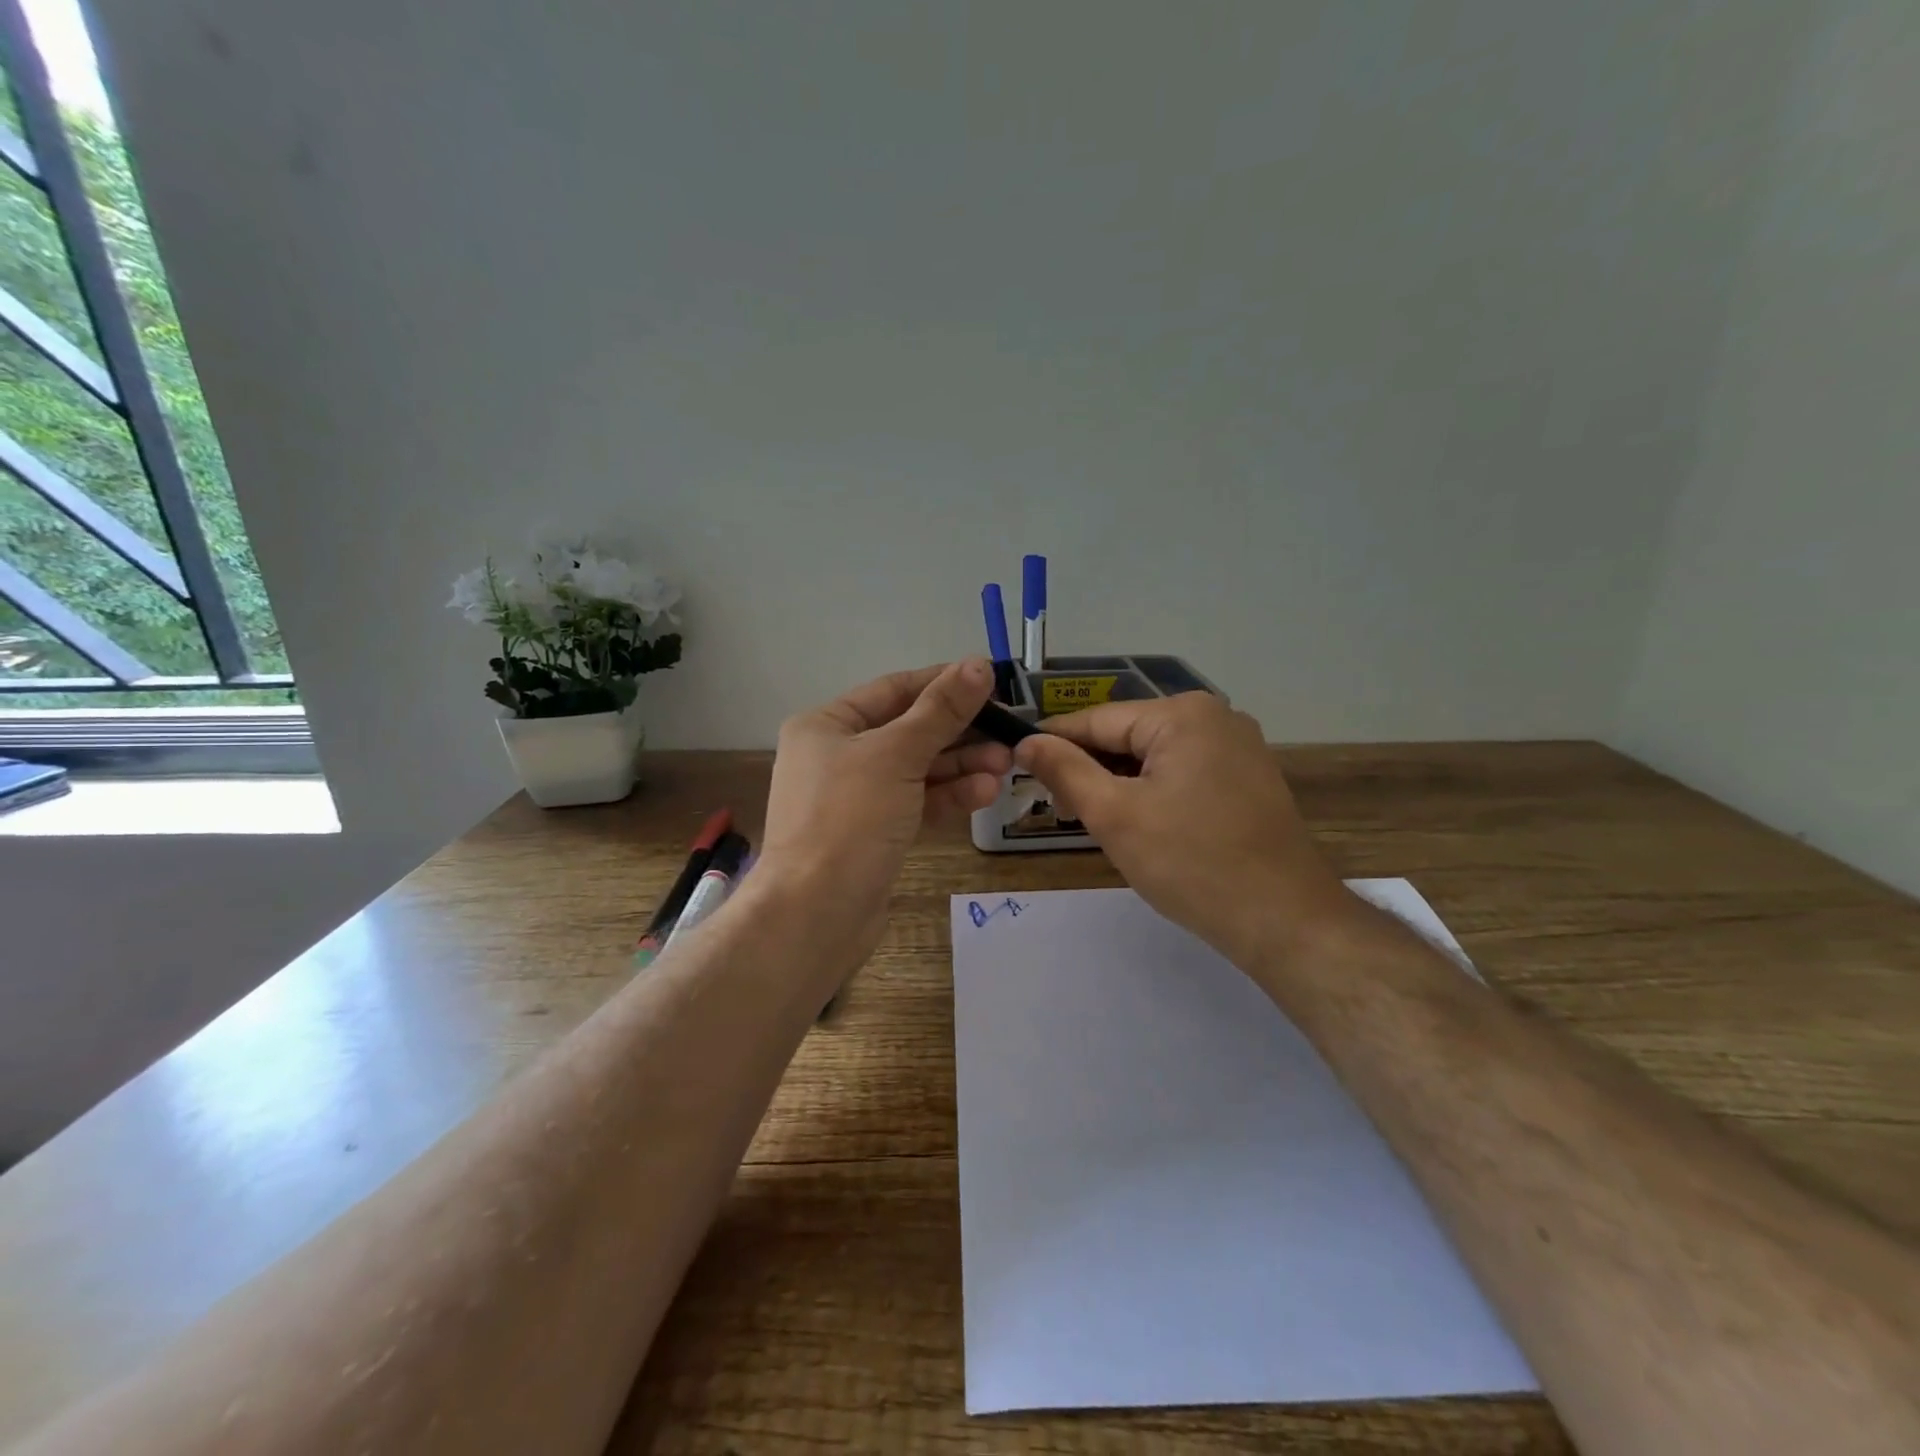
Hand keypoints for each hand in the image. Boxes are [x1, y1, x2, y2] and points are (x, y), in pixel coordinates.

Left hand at [758, 659, 1011, 968]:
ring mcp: (855, 797)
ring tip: (1005, 764)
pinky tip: (984, 793)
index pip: (894, 689)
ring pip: (916, 769)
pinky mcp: (873, 833)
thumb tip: (978, 664)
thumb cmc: (849, 819)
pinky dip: (947, 796)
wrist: (816, 914)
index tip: (990, 680)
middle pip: (909, 730)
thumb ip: (940, 710)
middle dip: (959, 731)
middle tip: (1008, 732)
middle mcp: (837, 755)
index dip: (943, 682)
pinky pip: (915, 802)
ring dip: (961, 765)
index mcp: (827, 724)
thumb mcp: (897, 754)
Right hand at [1013, 694, 1353, 963]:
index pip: (1097, 719)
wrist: (1285, 920)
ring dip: (1119, 783)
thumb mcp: (1115, 815)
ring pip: (1155, 755)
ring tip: (1092, 820)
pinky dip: (1153, 791)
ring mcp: (1238, 746)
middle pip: (1128, 735)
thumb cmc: (1191, 864)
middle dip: (1090, 768)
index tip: (1016, 764)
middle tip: (1059, 809)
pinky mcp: (1249, 777)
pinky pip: (1184, 771)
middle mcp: (1215, 716)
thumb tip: (1027, 743)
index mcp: (1183, 714)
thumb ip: (1066, 771)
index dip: (1053, 742)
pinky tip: (1139, 823)